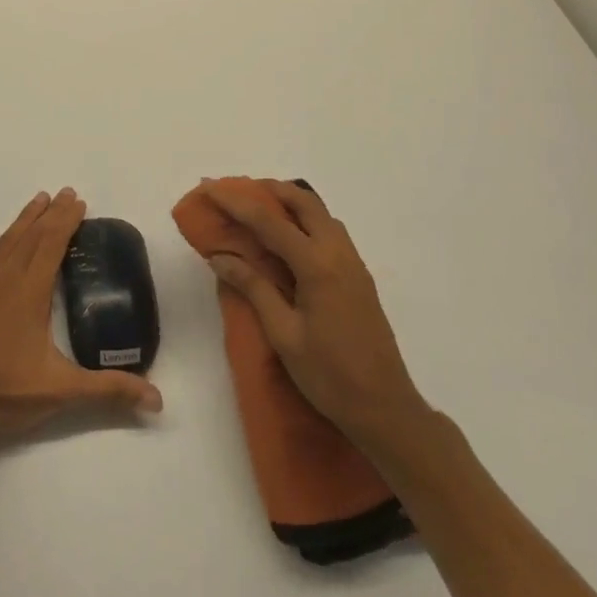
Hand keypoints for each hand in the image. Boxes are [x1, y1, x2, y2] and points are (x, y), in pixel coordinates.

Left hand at [0, 188, 162, 454]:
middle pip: (32, 237)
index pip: (53, 245)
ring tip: (38, 199)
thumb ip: (109, 390)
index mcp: (31, 293)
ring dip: (22, 220)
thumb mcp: (62, 392)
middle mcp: (5, 278)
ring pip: (4, 242)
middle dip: (51, 214)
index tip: (79, 202)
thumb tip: (157, 399)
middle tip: (65, 193)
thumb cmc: (3, 395)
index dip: (67, 221)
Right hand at [203, 180, 428, 455]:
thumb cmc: (329, 376)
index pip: (269, 221)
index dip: (236, 202)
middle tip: (238, 192)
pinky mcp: (359, 276)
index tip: (210, 188)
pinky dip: (306, 221)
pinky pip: (330, 232)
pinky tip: (289, 240)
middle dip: (270, 190)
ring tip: (260, 210)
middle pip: (303, 202)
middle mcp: (338, 253)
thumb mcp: (284, 334)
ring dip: (290, 203)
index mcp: (317, 265)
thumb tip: (220, 257)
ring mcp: (353, 263)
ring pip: (321, 214)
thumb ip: (254, 288)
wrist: (385, 409)